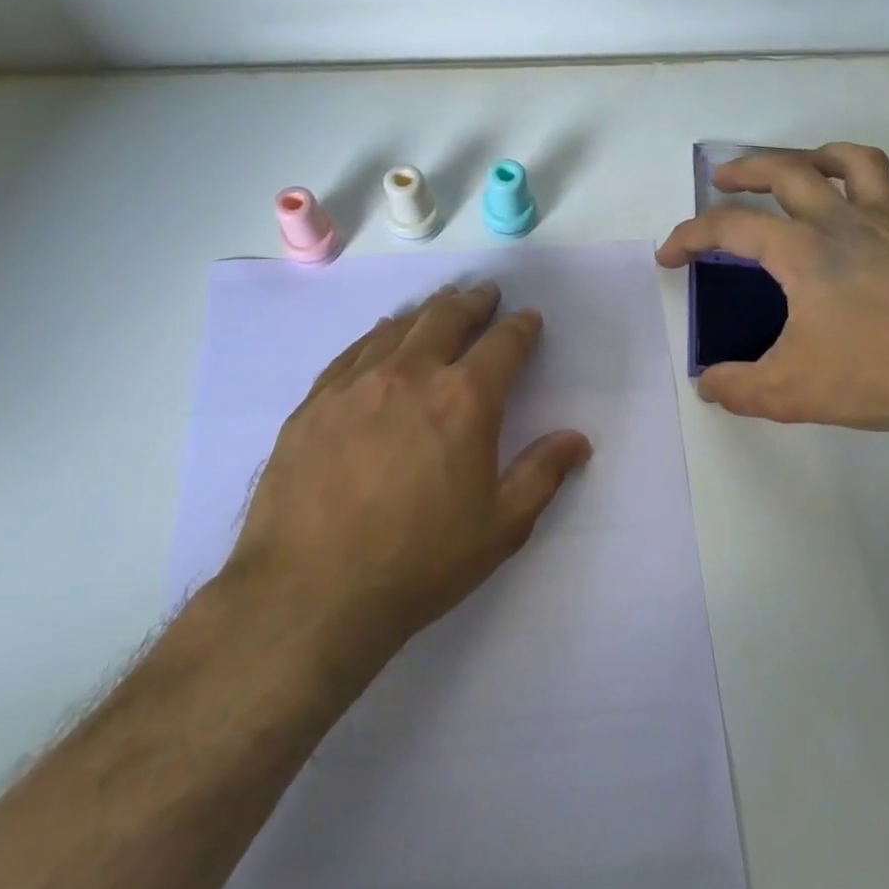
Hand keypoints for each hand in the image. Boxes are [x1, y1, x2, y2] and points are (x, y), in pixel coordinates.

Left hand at [223, 283, 591, 679]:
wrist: (312, 593)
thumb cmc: (420, 563)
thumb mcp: (500, 527)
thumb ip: (542, 474)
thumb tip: (576, 439)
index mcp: (464, 400)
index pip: (503, 345)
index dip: (521, 328)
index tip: (528, 319)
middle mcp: (410, 375)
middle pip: (445, 318)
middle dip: (472, 303)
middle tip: (483, 296)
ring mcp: (354, 385)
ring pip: (396, 328)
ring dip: (425, 313)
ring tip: (437, 309)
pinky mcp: (313, 403)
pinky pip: (351, 353)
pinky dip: (376, 337)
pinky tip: (379, 341)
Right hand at [656, 142, 888, 448]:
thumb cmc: (875, 375)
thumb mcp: (787, 392)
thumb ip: (736, 387)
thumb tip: (708, 385)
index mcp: (801, 251)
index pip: (730, 227)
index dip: (690, 236)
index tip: (668, 257)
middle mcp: (843, 225)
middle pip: (789, 171)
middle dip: (747, 168)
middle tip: (723, 177)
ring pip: (858, 164)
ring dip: (823, 156)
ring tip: (805, 166)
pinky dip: (887, 194)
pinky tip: (878, 209)